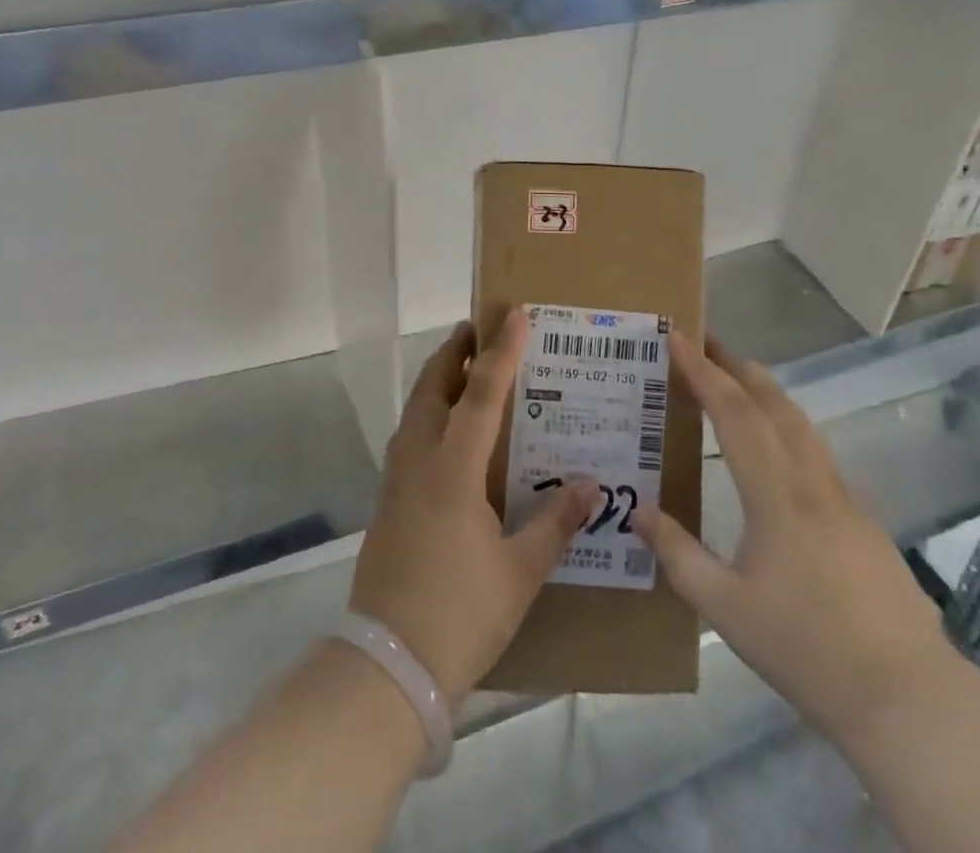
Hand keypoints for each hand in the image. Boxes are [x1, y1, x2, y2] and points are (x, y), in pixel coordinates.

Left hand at [350, 312, 598, 702]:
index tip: (514, 315)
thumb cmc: (460, 613)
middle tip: (480, 330)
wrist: (388, 664)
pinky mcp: (387, 500)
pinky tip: (448, 431)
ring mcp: (397, 479)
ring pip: (415, 409)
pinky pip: (409, 435)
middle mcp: (419, 460)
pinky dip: (428, 413)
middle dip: (456, 352)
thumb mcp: (519, 571)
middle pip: (433, 387)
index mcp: (453, 469)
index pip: (480, 394)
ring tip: (466, 369)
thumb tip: (591, 486)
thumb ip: (555, 523)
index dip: (501, 352)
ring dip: (438, 380)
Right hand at [634, 333, 956, 744]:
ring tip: (737, 377)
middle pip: (773, 403)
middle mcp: (812, 482)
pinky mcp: (863, 522)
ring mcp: (844, 500)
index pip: (733, 413)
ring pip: (801, 424)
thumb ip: (678, 555)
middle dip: (735, 365)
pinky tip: (777, 446)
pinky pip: (816, 452)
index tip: (677, 337)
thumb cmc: (807, 649)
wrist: (907, 698)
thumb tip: (636, 510)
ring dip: (765, 390)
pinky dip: (786, 424)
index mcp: (776, 495)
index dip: (702, 371)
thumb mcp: (726, 608)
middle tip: (704, 341)